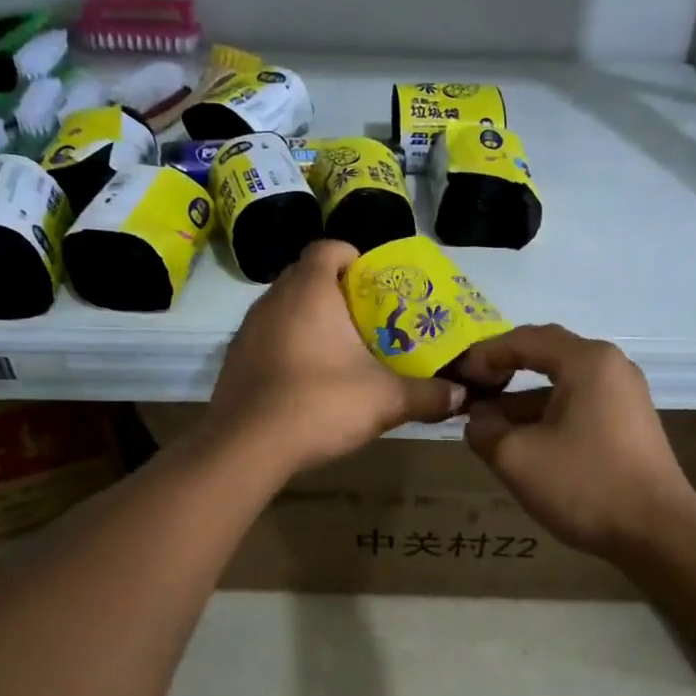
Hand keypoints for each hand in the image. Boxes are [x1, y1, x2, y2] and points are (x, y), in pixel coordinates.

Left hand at [209, 240, 465, 475]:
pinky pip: (268, 337)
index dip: (355, 259)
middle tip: (367, 320)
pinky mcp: (234, 359)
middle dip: (337, 291)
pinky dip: (288, 345)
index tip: (376, 285)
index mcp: (310, 291)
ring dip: (310, 319)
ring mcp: (247, 329)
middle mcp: (273, 299)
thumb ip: (428, 395)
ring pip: (285, 307)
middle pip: (307, 275)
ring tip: (341, 350)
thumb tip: (461, 396)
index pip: (329, 248)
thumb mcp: (386, 401)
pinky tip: (307, 379)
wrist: (246, 448)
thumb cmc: (320, 405)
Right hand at [458, 324, 695, 558]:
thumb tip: (477, 418)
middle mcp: (610, 367)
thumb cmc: (585, 484)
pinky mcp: (628, 425)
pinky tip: (521, 442)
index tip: (456, 377)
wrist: (659, 534)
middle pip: (546, 356)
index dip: (484, 355)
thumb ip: (484, 429)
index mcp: (587, 361)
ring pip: (561, 385)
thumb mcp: (517, 458)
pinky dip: (546, 416)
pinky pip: (578, 406)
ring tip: (485, 425)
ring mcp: (624, 396)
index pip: (524, 339)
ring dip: (521, 400)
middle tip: (468, 392)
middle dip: (502, 373)